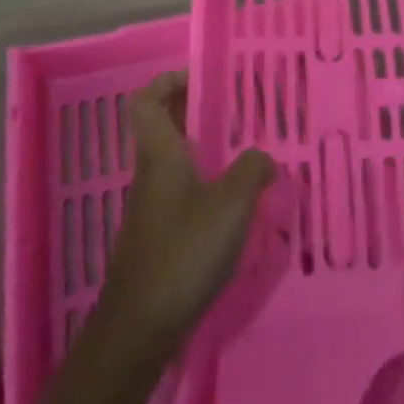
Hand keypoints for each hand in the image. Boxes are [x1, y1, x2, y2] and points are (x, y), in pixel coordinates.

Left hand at [94, 72, 275, 357]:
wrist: (141, 325)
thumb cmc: (185, 251)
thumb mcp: (232, 204)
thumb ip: (253, 170)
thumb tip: (263, 157)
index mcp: (160, 154)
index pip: (146, 100)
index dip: (168, 82)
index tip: (202, 78)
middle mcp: (150, 174)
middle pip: (161, 128)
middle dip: (194, 112)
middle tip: (235, 110)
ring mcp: (151, 207)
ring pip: (172, 161)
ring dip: (202, 149)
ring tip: (244, 152)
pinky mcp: (157, 236)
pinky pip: (180, 192)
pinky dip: (203, 184)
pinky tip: (234, 204)